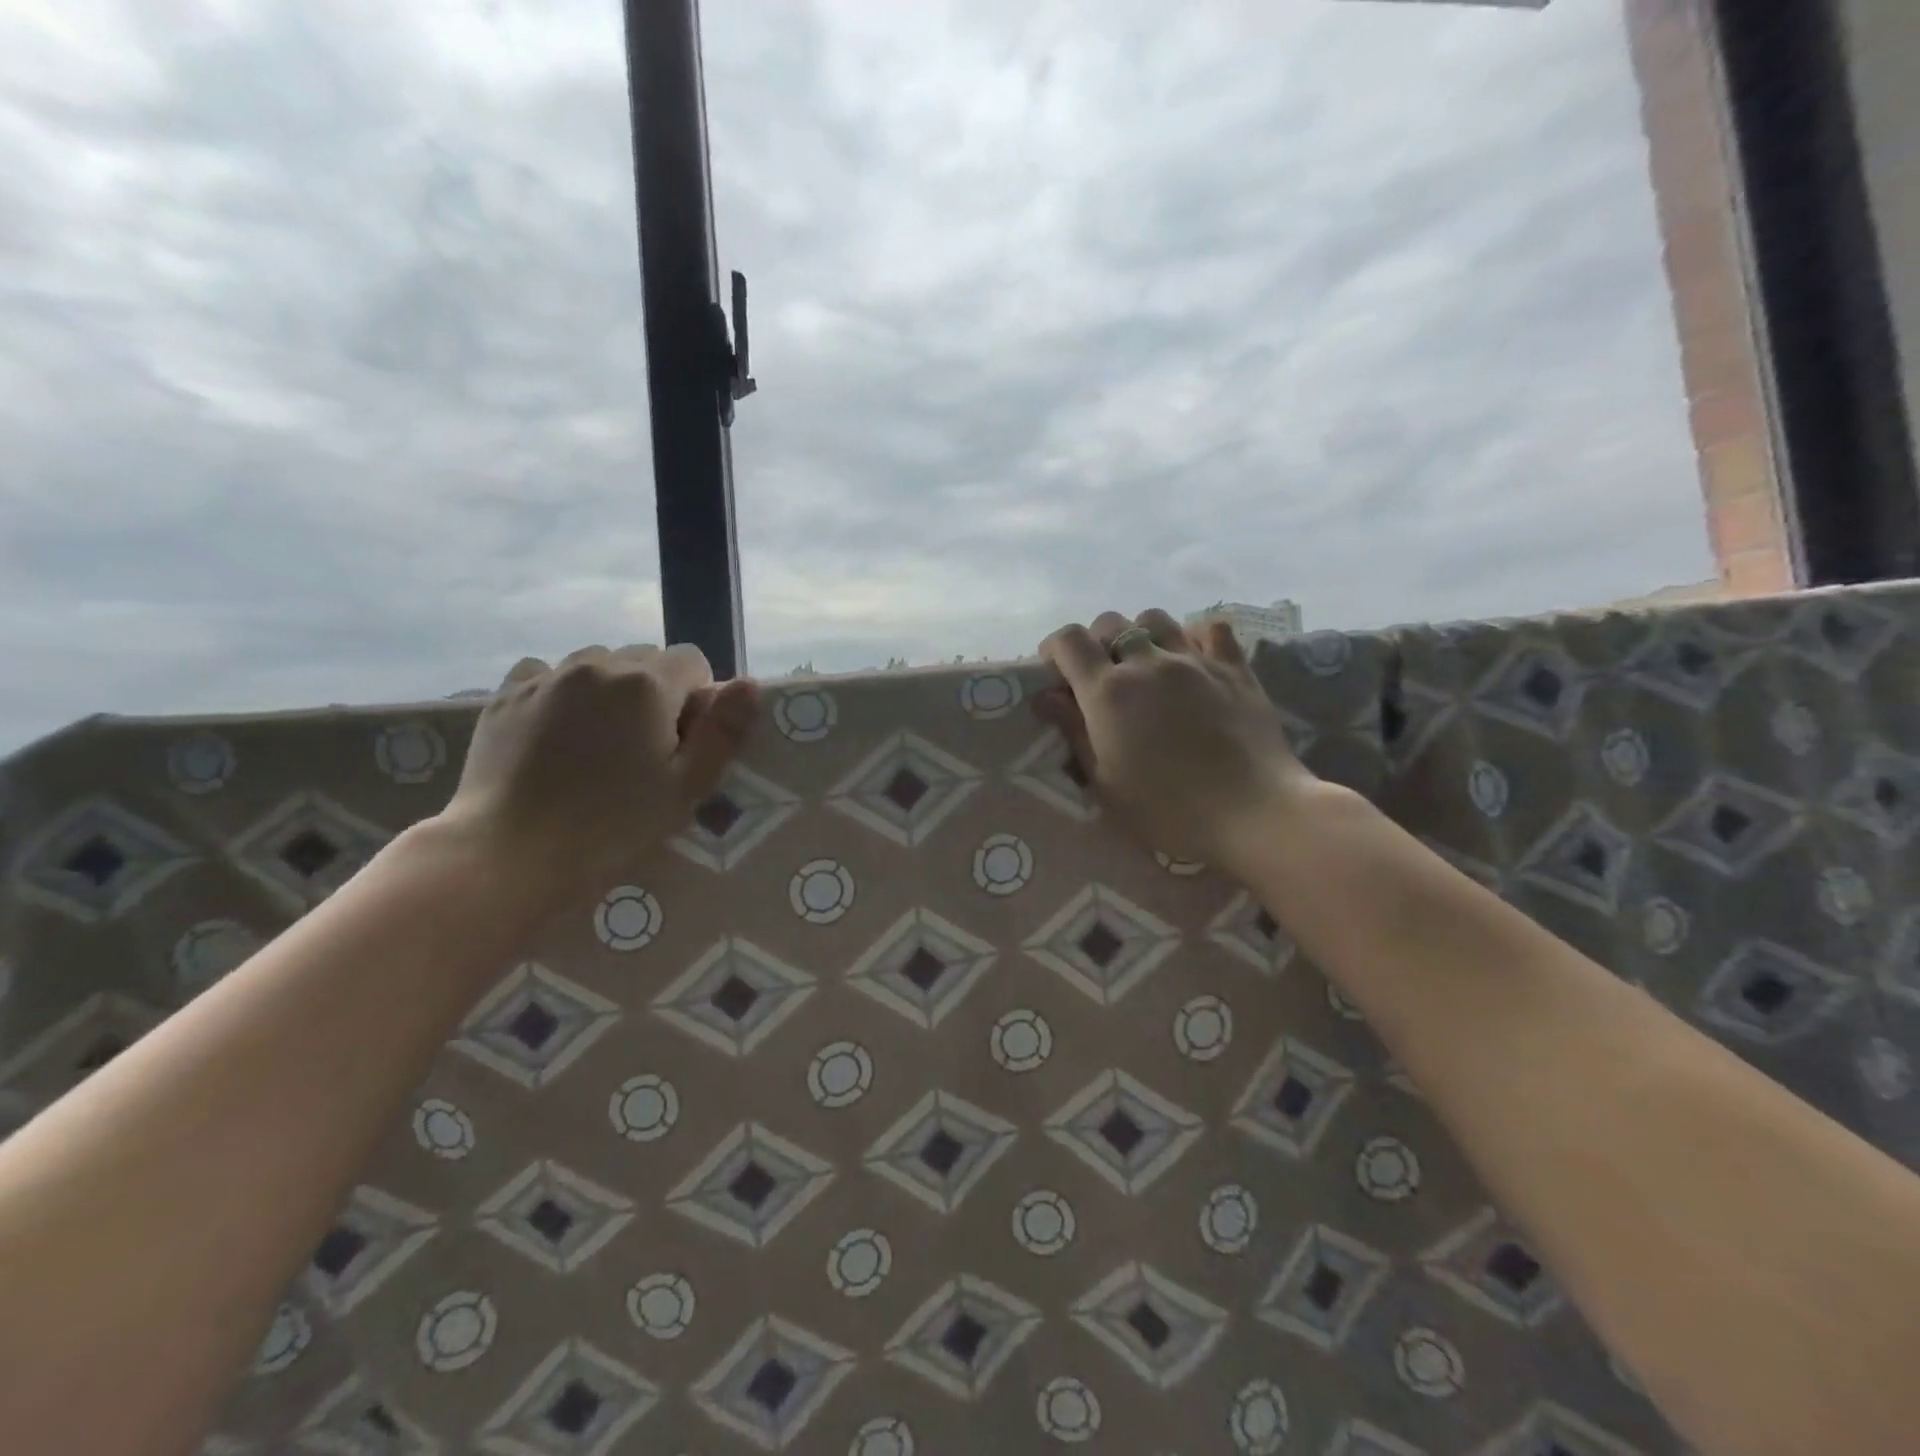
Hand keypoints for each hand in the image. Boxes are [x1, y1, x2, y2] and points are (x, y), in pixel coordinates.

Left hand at [435, 643, 759, 923]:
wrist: (510, 853)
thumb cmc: (613, 826)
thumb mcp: (687, 787)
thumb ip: (724, 730)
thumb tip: (750, 684)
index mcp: (648, 684)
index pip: (693, 661)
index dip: (697, 699)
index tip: (683, 742)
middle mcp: (598, 665)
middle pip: (645, 658)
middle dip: (654, 692)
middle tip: (642, 749)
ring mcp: (547, 676)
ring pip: (596, 663)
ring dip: (608, 689)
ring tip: (596, 742)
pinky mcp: (506, 695)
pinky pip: (547, 674)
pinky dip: (560, 692)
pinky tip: (554, 733)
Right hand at [1035, 609, 1316, 869]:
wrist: (1253, 813)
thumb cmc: (1168, 810)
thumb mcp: (1105, 783)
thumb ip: (1073, 733)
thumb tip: (1046, 697)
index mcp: (1108, 692)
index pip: (1069, 641)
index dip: (1054, 648)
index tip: (1055, 670)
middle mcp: (1148, 662)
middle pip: (1110, 623)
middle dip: (1096, 642)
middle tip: (1101, 676)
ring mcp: (1195, 660)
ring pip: (1156, 618)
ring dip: (1141, 635)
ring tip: (1146, 664)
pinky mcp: (1234, 667)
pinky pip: (1210, 627)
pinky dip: (1193, 635)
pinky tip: (1192, 658)